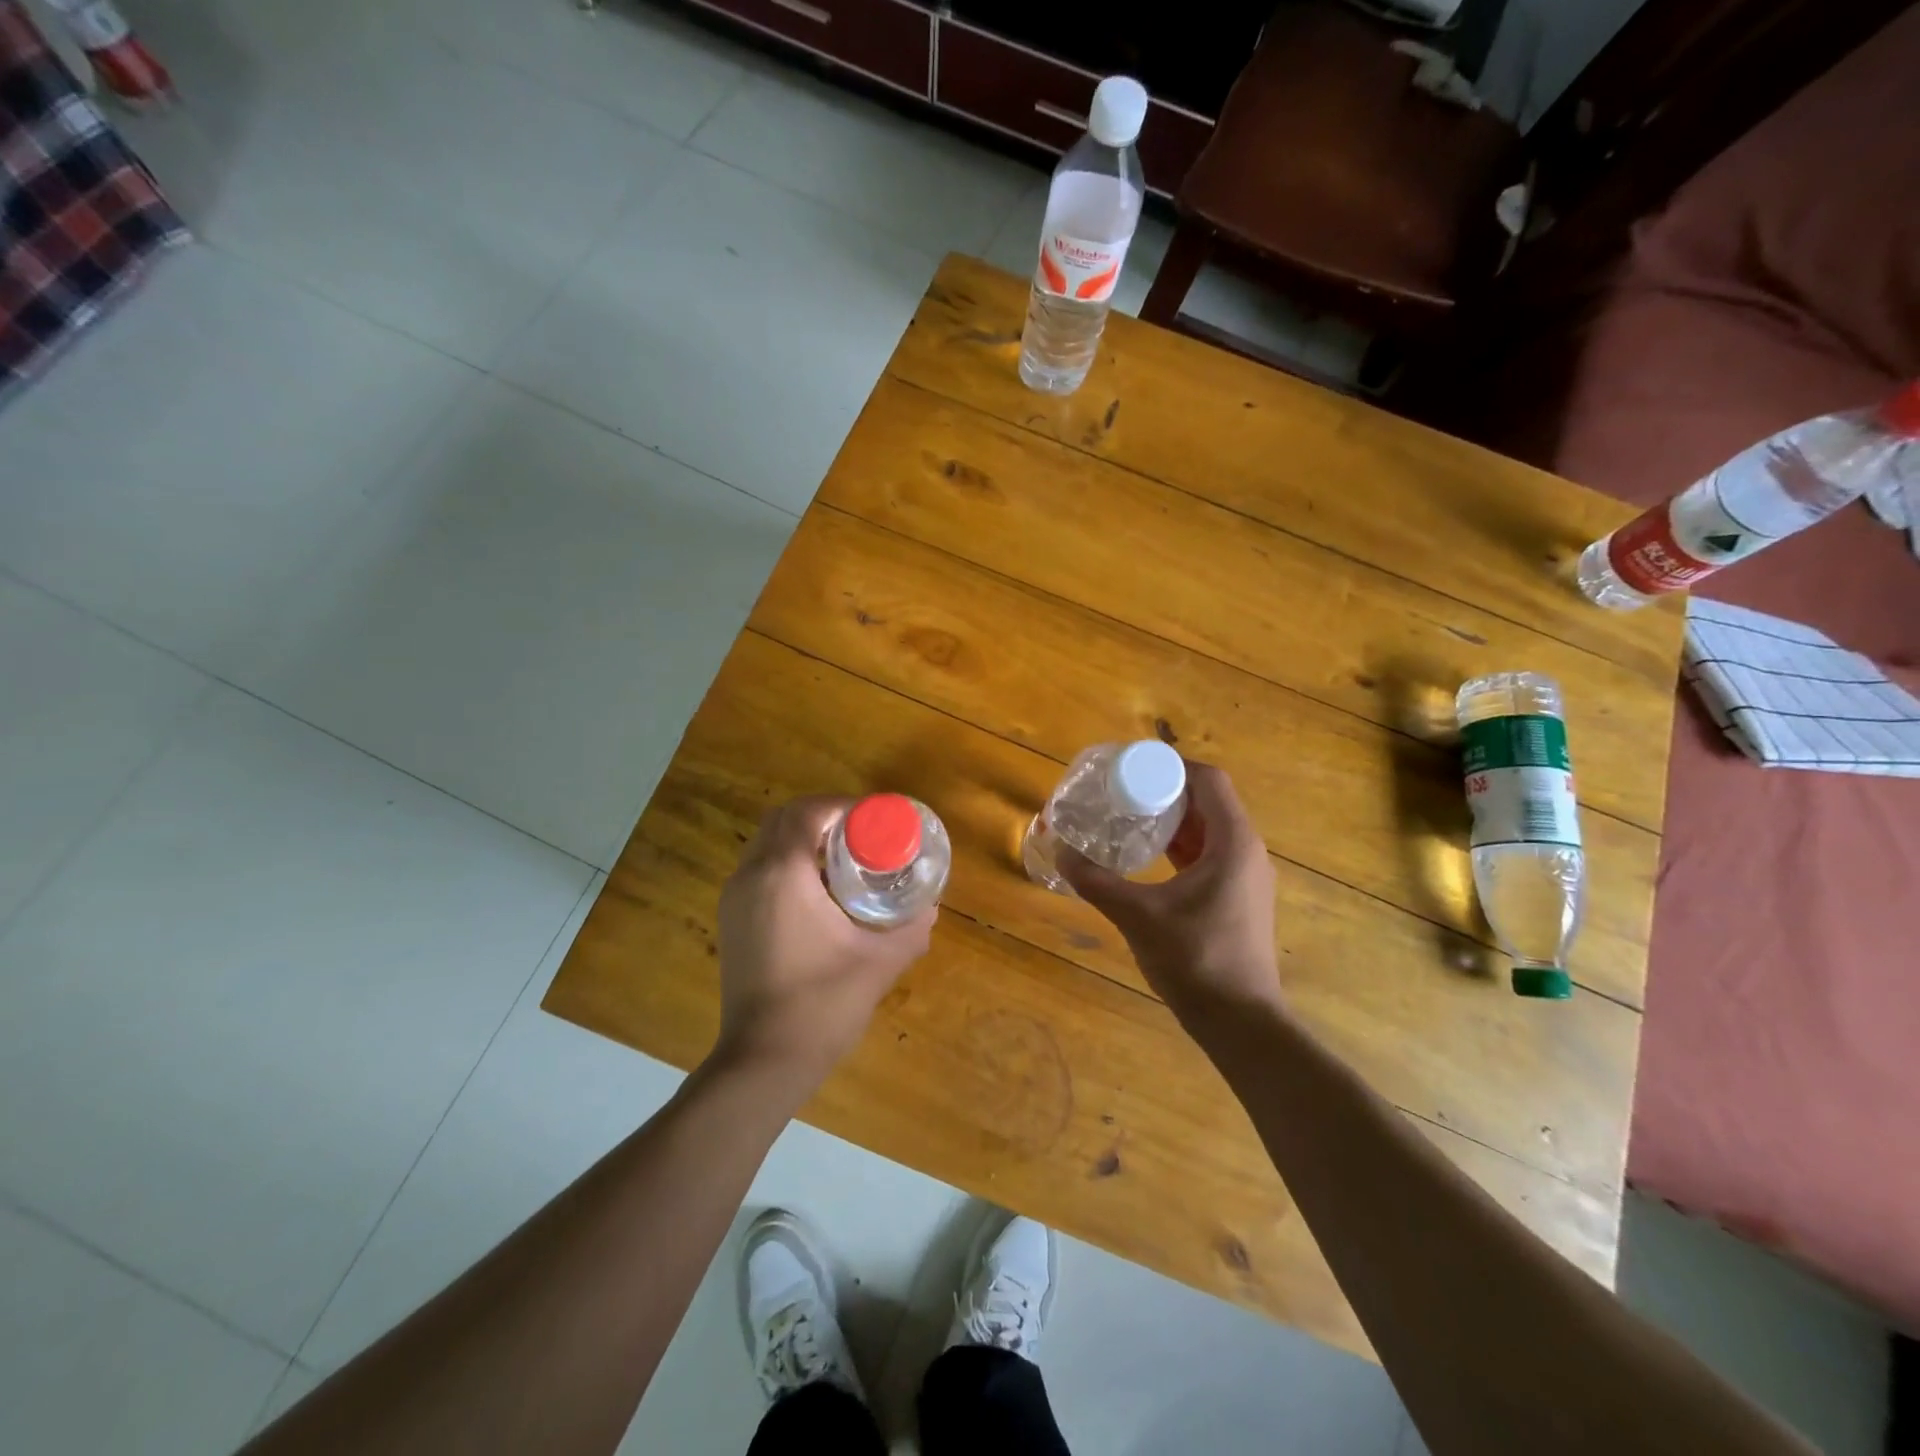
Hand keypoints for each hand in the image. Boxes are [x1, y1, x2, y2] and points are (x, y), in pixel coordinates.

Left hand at [713, 796, 935, 1088]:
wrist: (763, 1061)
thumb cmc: (822, 1005)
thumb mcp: (880, 962)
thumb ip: (910, 928)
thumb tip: (930, 907)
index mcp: (783, 874)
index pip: (809, 811)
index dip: (845, 805)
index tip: (877, 818)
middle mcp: (751, 876)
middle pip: (784, 818)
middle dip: (824, 816)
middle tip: (864, 834)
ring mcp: (734, 898)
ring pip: (768, 842)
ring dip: (804, 838)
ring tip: (846, 859)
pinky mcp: (732, 919)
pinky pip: (760, 869)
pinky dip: (788, 862)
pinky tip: (821, 891)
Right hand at [1059, 761, 1282, 1029]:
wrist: (1241, 1023)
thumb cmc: (1196, 960)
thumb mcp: (1139, 916)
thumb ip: (1097, 882)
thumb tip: (1059, 851)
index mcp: (1233, 843)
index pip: (1209, 781)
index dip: (1172, 766)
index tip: (1133, 768)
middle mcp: (1246, 852)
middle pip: (1209, 802)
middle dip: (1166, 792)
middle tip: (1123, 791)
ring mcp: (1246, 877)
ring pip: (1210, 830)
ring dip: (1174, 820)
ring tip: (1131, 818)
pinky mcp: (1239, 899)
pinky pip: (1210, 855)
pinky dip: (1181, 847)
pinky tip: (1149, 857)